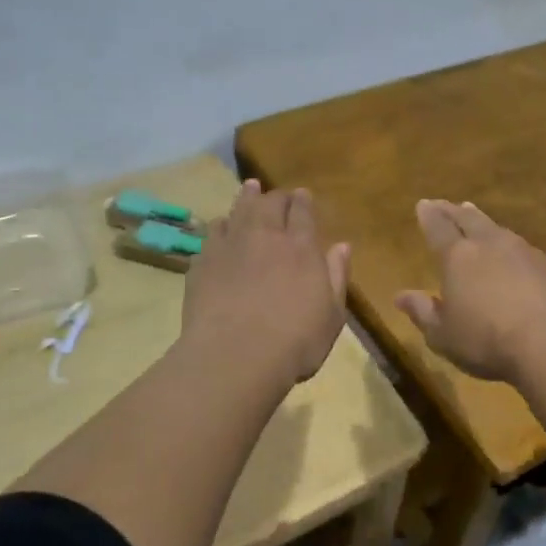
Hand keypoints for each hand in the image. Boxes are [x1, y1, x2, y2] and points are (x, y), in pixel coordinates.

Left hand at [182, 181, 349, 384]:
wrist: (235, 356)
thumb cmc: (295, 342)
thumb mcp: (332, 315)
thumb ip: (336, 276)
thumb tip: (342, 246)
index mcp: (301, 248)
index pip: (302, 212)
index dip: (303, 201)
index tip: (303, 195)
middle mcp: (265, 236)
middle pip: (270, 204)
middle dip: (277, 196)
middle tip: (278, 193)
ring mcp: (230, 246)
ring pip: (239, 210)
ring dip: (247, 197)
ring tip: (250, 189)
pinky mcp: (203, 261)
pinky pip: (212, 232)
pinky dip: (221, 225)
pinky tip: (221, 226)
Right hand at [394, 200, 545, 383]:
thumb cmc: (486, 340)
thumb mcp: (443, 335)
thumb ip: (422, 312)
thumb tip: (401, 296)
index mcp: (457, 257)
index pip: (438, 228)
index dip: (429, 216)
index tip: (423, 204)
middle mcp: (488, 244)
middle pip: (468, 219)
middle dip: (453, 211)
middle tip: (445, 204)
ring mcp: (522, 251)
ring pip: (496, 228)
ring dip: (481, 221)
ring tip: (474, 216)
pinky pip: (520, 246)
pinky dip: (508, 244)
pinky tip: (511, 252)